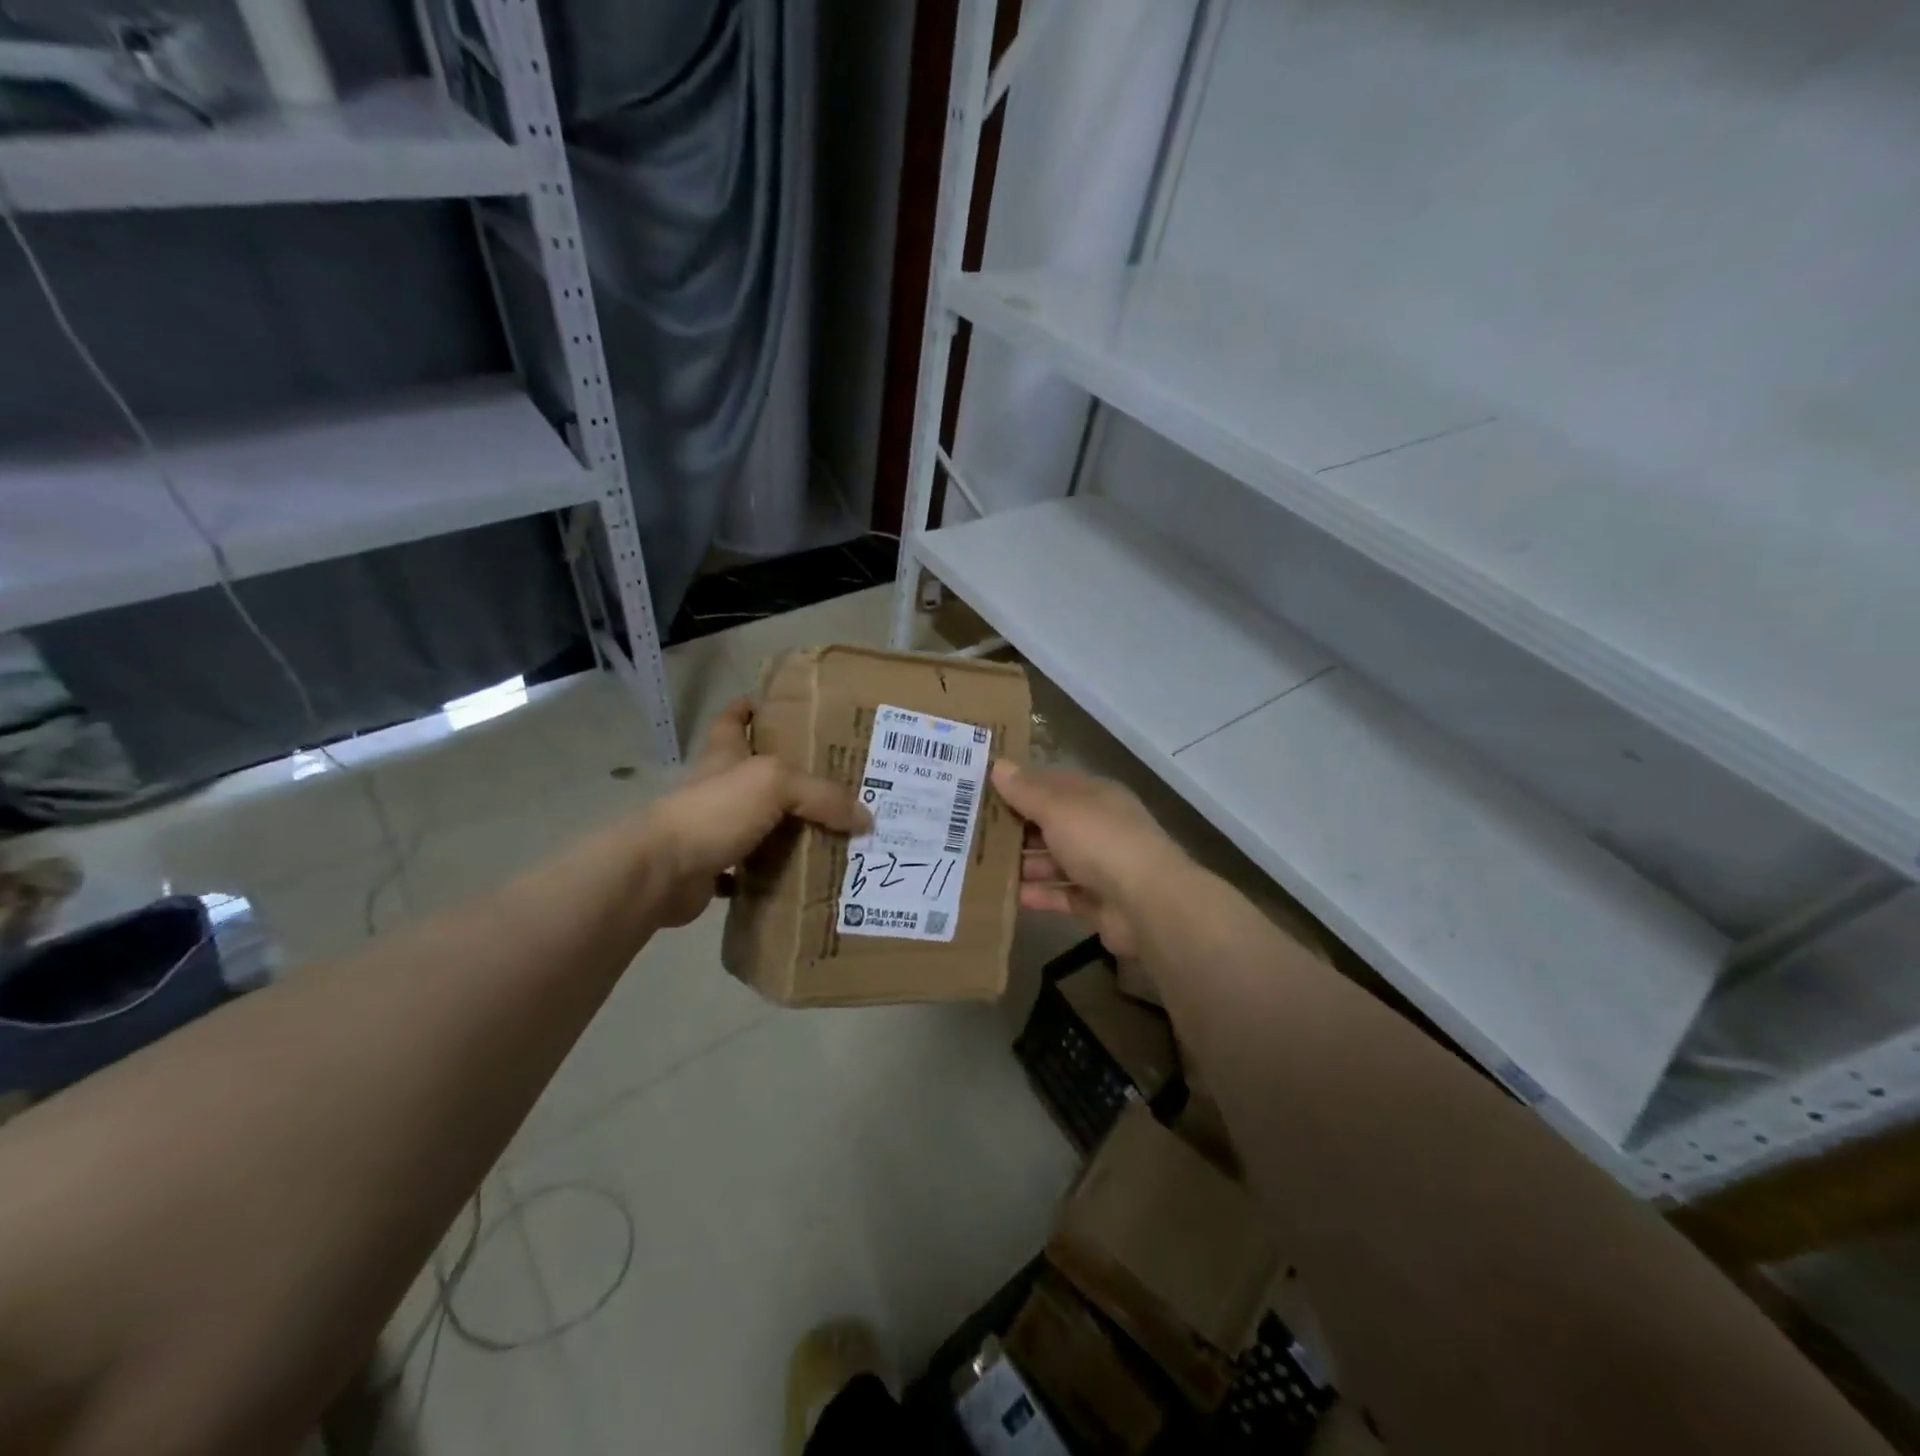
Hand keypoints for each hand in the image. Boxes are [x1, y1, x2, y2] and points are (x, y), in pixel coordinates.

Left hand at [644, 699, 868, 926]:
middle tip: (837, 783)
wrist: (660, 872)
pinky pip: (750, 868)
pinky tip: (802, 876)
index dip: (753, 707)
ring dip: (787, 828)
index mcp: (725, 754)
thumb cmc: (713, 810)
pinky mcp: (712, 866)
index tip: (783, 707)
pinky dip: (772, 873)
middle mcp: (718, 786)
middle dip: (792, 776)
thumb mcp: (775, 784)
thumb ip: (823, 795)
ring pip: (758, 822)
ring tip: (832, 831)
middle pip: (756, 773)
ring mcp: (713, 827)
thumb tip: (865, 818)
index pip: (734, 718)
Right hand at [990, 761, 1188, 956]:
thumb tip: (998, 765)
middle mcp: (1098, 827)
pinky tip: (1004, 896)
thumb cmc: (1101, 841)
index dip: (1019, 785)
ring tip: (978, 867)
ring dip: (1022, 864)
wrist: (1148, 904)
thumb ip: (1026, 791)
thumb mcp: (1058, 808)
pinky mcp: (1097, 902)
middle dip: (1015, 828)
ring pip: (1053, 861)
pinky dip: (1036, 895)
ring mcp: (1100, 867)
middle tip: (969, 832)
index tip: (980, 791)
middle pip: (1050, 824)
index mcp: (1095, 796)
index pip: (1052, 784)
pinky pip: (1060, 894)